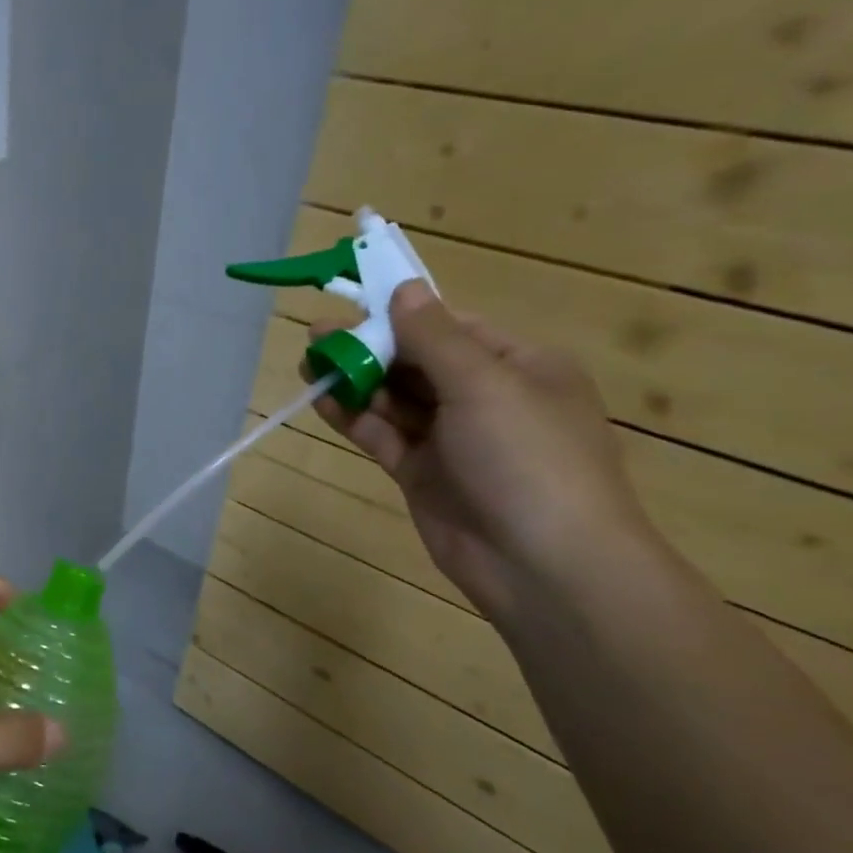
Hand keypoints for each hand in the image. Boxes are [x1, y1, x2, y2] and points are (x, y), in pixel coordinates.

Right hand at [306, 283, 655, 619]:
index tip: (353, 304)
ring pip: (396, 399)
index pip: (451, 328)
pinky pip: (384, 435)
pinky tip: (323, 402)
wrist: (543, 565)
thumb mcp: (484, 385)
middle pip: (418, 362)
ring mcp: (453, 439)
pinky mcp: (423, 474)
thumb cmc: (526, 459)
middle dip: (369, 348)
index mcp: (519, 367)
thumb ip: (434, 337)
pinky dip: (354, 418)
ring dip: (356, 381)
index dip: (401, 315)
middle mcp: (486, 398)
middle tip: (317, 337)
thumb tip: (403, 287)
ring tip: (309, 364)